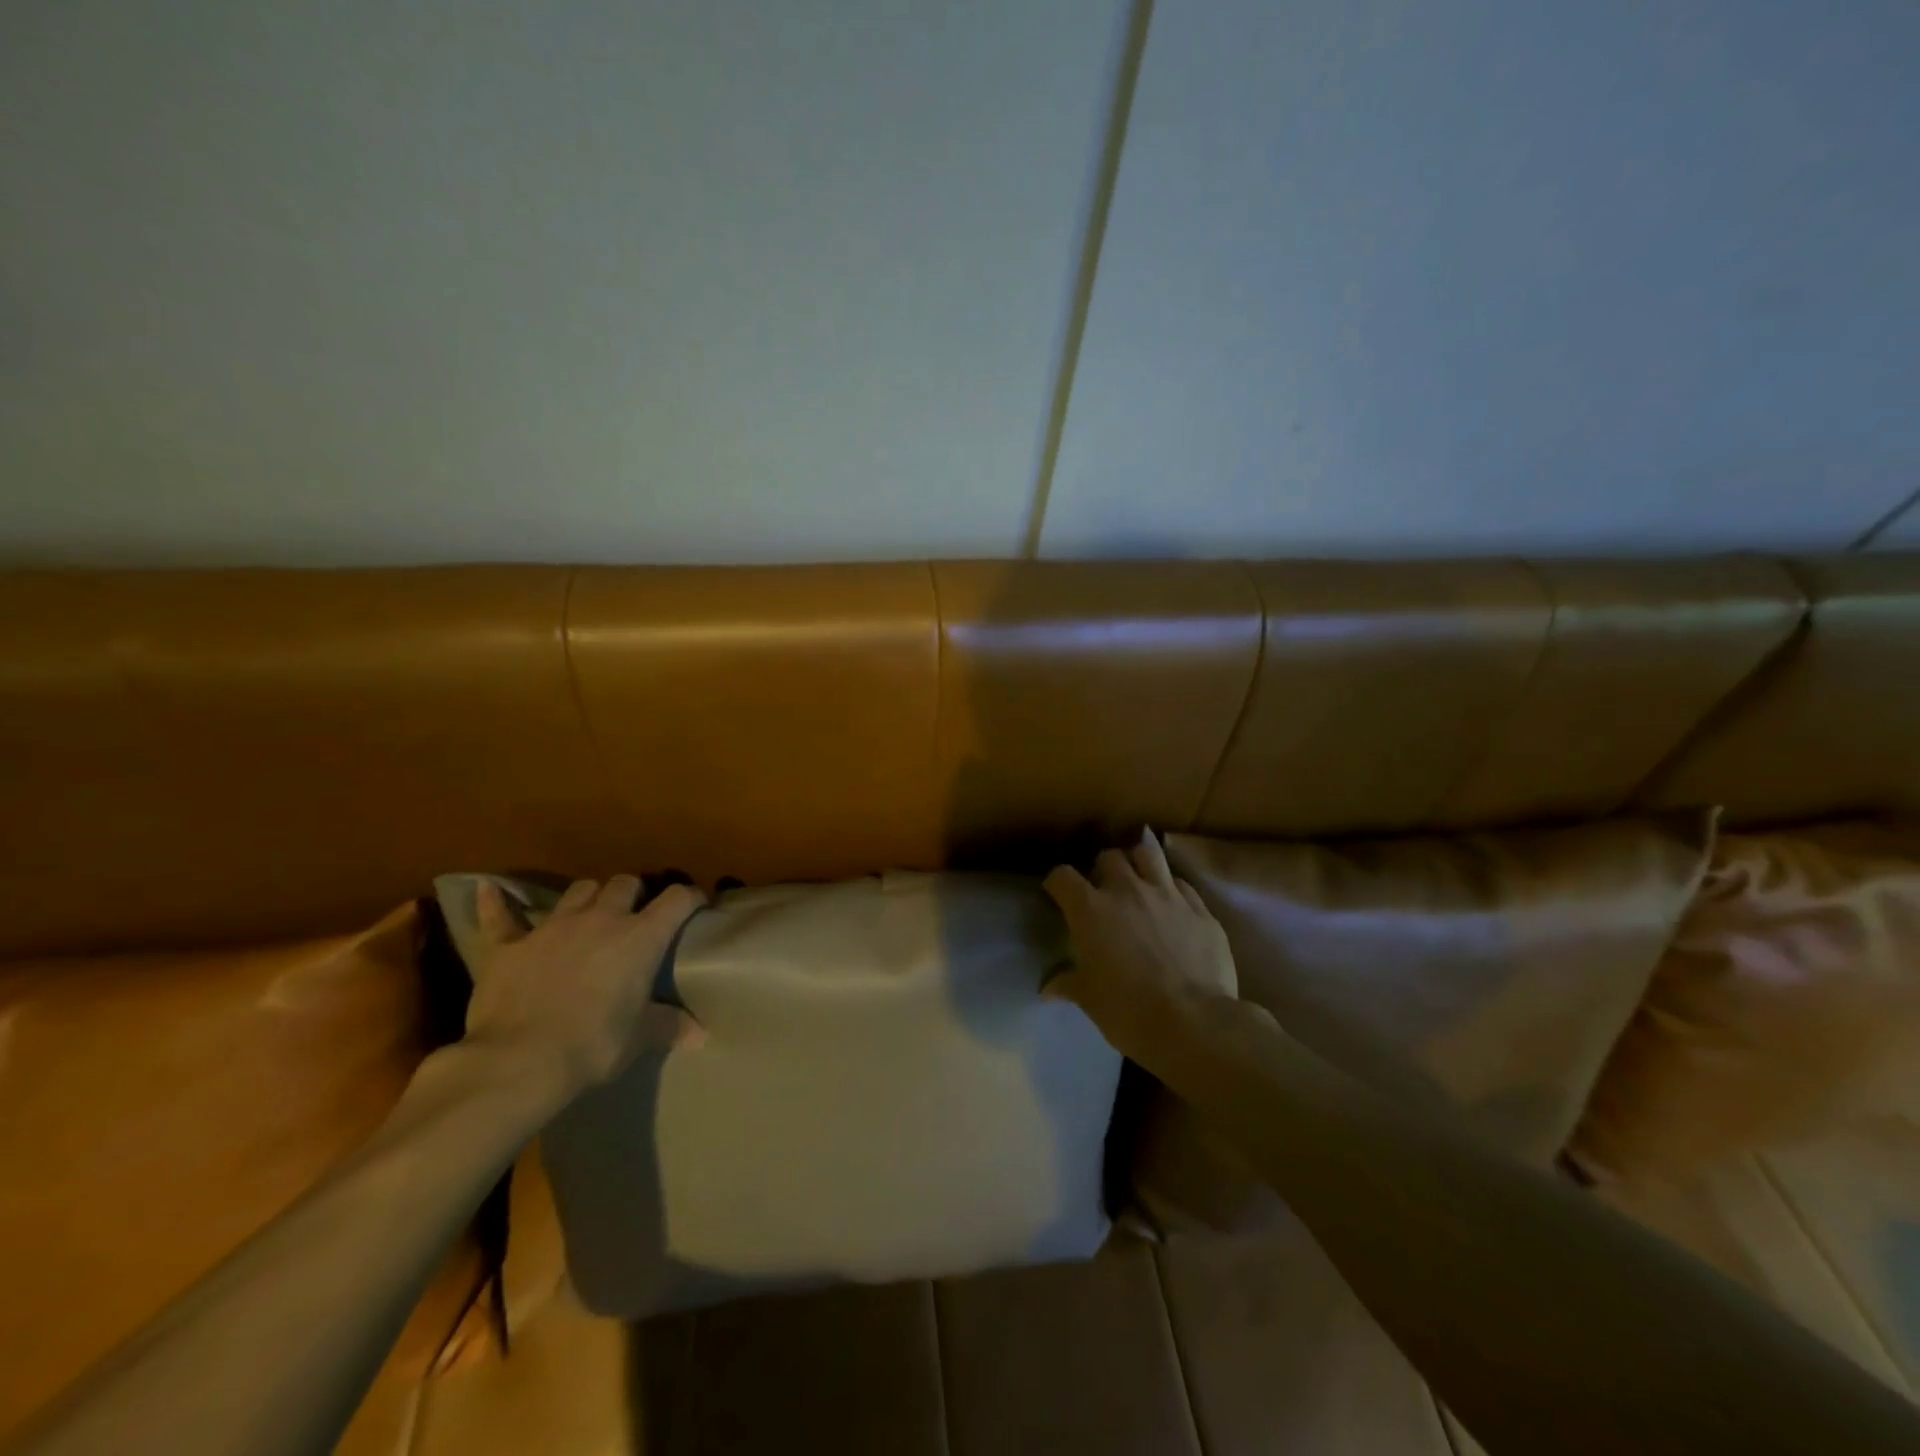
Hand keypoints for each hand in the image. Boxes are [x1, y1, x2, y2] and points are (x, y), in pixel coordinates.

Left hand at [464, 875, 706, 1097]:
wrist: (519, 1061)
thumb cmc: (593, 1046)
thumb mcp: (638, 1039)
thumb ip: (669, 1026)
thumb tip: (702, 1034)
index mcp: (640, 937)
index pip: (677, 900)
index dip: (690, 898)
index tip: (696, 905)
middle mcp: (600, 919)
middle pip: (624, 883)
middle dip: (633, 892)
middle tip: (634, 913)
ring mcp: (552, 927)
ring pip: (578, 890)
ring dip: (588, 896)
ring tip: (589, 911)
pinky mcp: (508, 945)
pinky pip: (500, 916)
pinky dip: (496, 903)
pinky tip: (488, 890)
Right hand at [1043, 831, 1237, 1062]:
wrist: (1194, 1023)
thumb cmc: (1129, 1011)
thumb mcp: (1089, 1000)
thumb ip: (1067, 984)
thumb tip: (1047, 989)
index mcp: (1091, 909)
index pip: (1063, 877)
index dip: (1057, 883)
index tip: (1057, 893)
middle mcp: (1127, 890)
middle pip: (1108, 857)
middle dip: (1102, 869)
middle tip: (1103, 890)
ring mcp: (1167, 895)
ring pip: (1148, 855)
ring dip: (1138, 863)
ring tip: (1138, 880)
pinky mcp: (1200, 909)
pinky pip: (1182, 884)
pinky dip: (1171, 888)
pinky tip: (1172, 904)